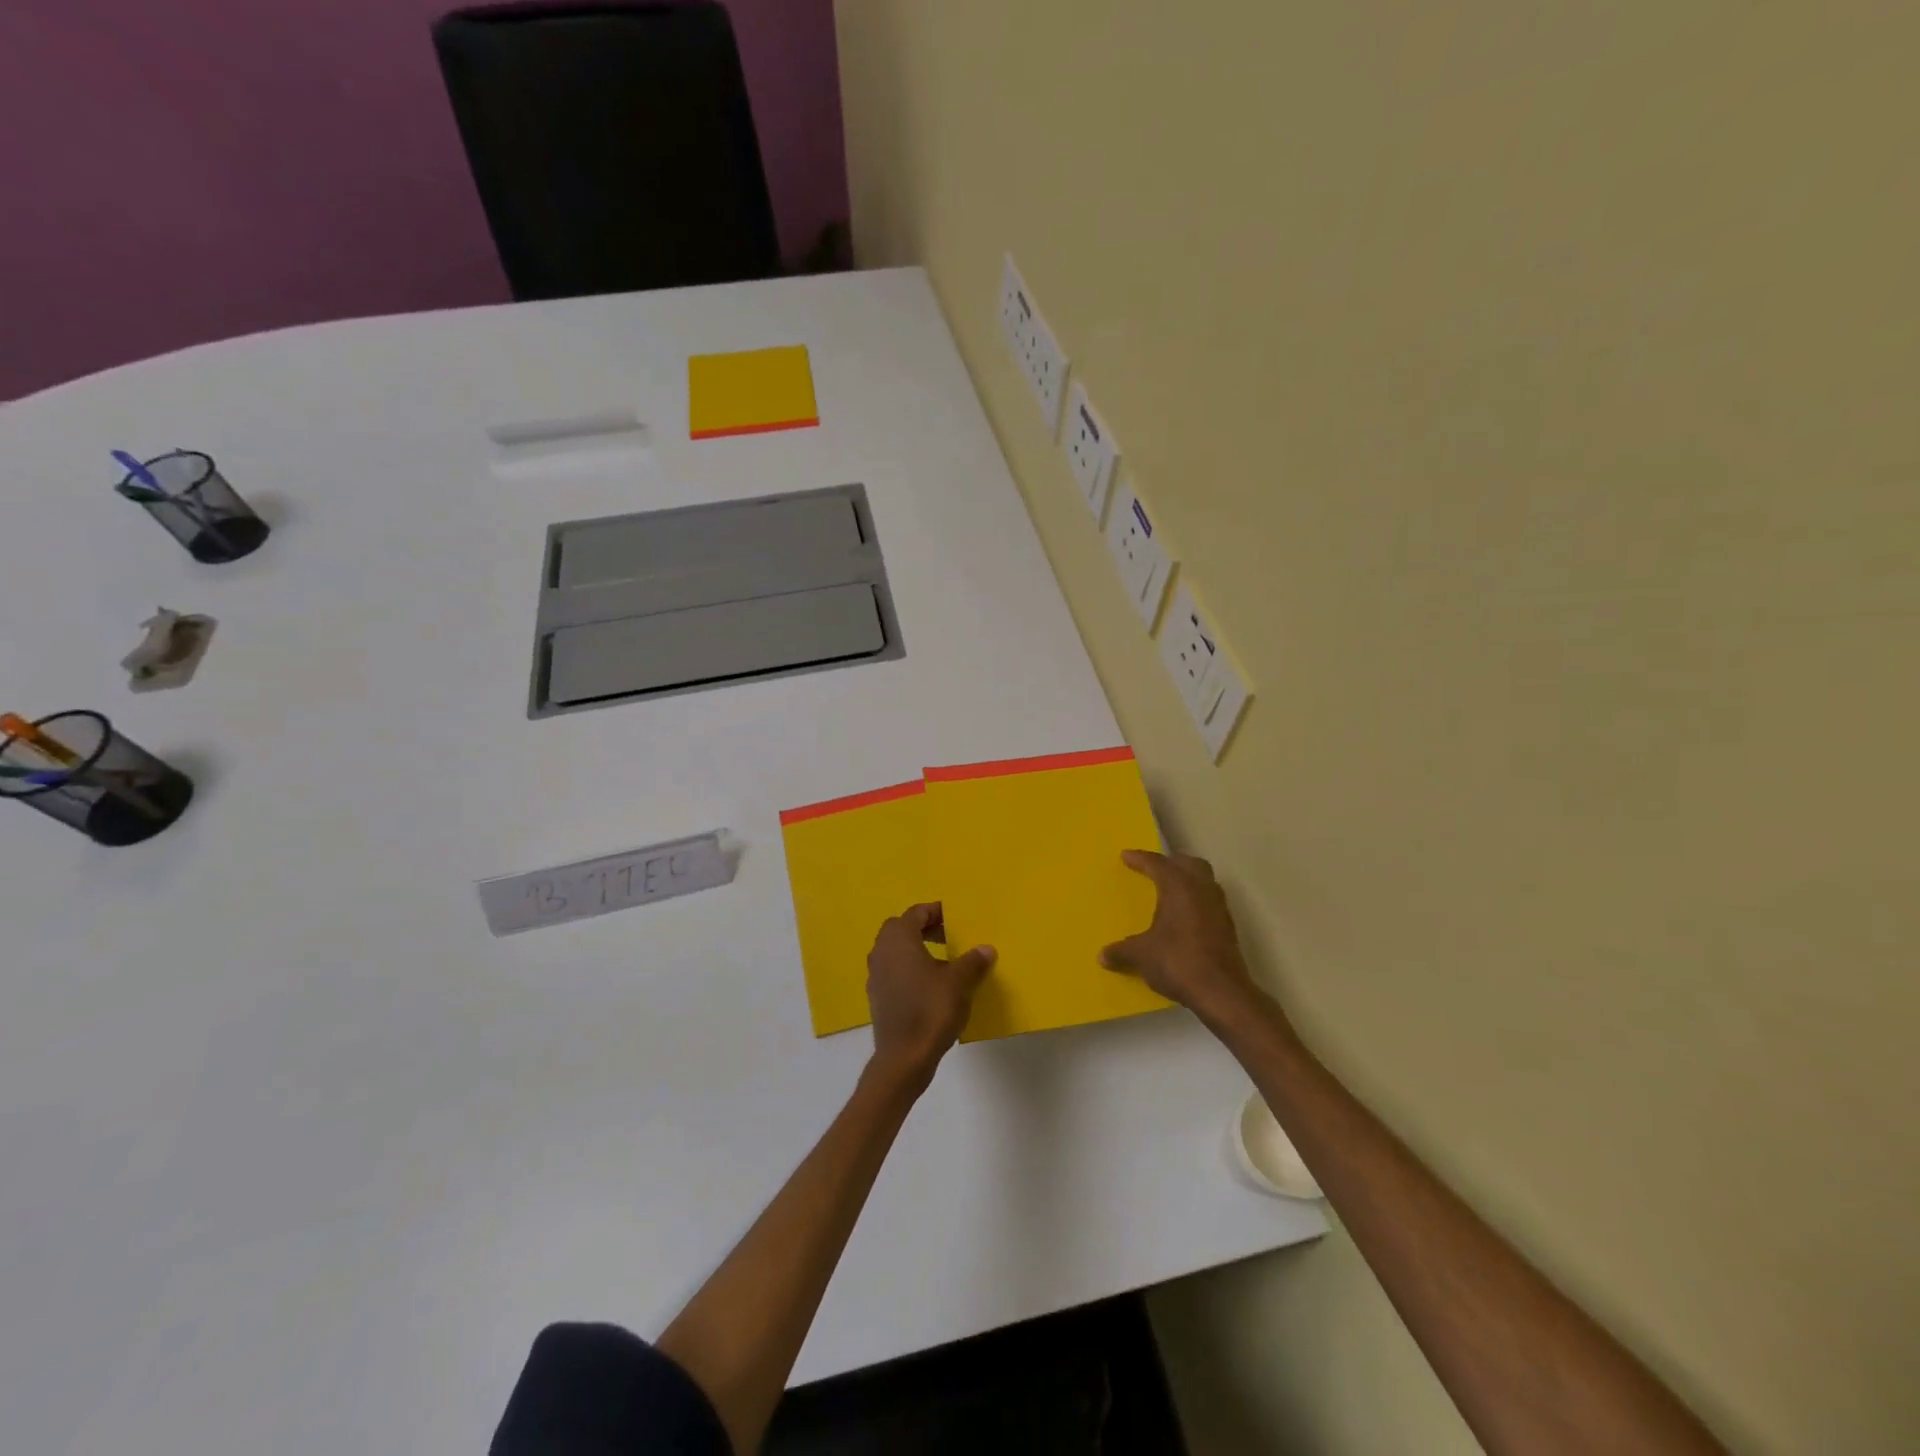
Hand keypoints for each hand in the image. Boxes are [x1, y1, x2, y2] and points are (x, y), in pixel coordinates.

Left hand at [866, 904, 995, 1088]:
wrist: (904, 1058)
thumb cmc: (931, 1010)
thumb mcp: (959, 982)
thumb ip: (972, 961)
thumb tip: (985, 949)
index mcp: (899, 939)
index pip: (916, 913)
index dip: (936, 912)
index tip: (956, 918)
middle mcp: (881, 952)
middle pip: (902, 929)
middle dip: (924, 929)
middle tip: (949, 936)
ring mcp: (876, 976)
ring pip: (896, 951)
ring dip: (917, 950)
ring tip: (945, 963)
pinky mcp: (877, 998)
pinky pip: (894, 972)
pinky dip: (910, 970)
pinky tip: (931, 987)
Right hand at [1101, 850, 1261, 1024]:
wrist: (1220, 992)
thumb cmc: (1177, 961)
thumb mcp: (1141, 956)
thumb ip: (1121, 951)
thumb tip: (1103, 956)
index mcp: (1178, 886)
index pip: (1157, 863)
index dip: (1140, 858)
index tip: (1126, 856)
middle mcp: (1201, 889)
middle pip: (1189, 864)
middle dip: (1171, 863)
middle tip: (1154, 869)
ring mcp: (1218, 908)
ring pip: (1204, 881)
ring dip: (1188, 880)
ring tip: (1169, 892)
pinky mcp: (1228, 928)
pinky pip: (1210, 902)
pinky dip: (1196, 902)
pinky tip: (1184, 918)